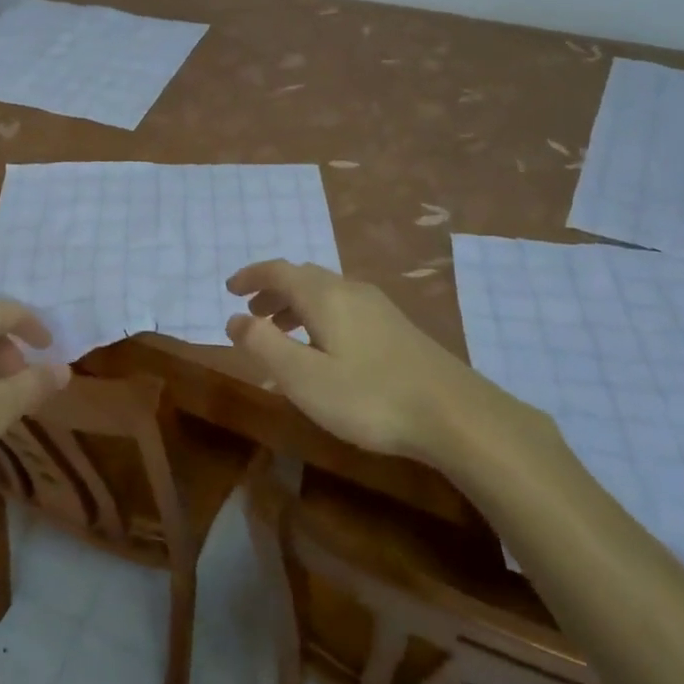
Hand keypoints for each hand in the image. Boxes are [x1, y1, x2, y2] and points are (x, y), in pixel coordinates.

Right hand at [225, 260, 506, 461]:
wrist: (454, 413)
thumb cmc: (369, 396)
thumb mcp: (303, 377)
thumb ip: (263, 345)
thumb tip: (234, 318)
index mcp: (323, 295)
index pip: (278, 270)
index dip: (250, 276)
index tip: (229, 289)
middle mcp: (349, 290)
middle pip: (302, 277)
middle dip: (272, 291)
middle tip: (251, 314)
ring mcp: (377, 306)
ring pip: (325, 292)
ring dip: (295, 305)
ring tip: (280, 333)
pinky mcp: (395, 326)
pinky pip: (343, 307)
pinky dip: (319, 316)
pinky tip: (324, 350)